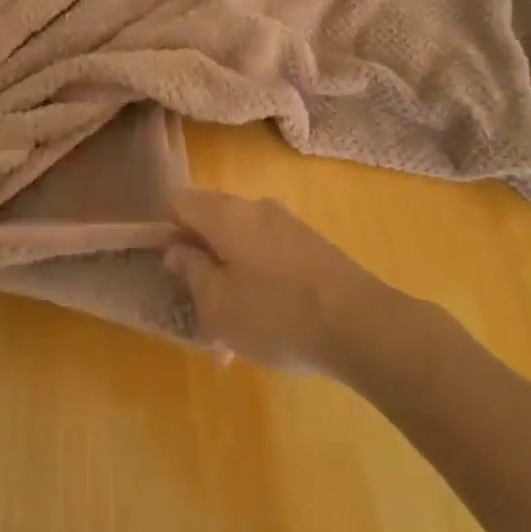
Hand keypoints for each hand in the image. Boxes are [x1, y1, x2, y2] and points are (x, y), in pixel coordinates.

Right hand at [164, 190, 390, 375]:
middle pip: (212, 218)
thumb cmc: (276, 315)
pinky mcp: (314, 244)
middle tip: (200, 302)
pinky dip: (261, 279)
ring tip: (236, 328)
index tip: (170, 269)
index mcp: (224, 214)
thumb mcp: (218, 306)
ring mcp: (288, 223)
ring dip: (232, 273)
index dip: (166, 232)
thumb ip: (191, 272)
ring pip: (243, 240)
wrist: (364, 326)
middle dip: (201, 256)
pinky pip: (271, 253)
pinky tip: (270, 322)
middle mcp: (255, 207)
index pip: (179, 203)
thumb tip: (176, 249)